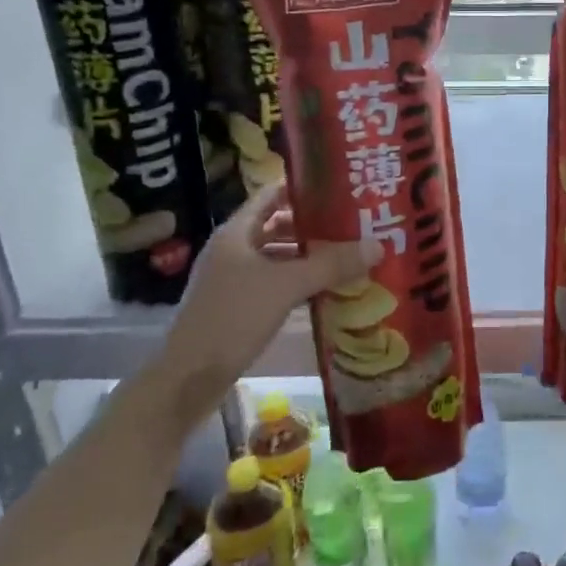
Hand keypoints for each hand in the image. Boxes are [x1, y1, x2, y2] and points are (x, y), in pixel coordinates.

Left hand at [163, 184, 380, 380]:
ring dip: (307, 256)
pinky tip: (325, 289)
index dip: (302, 187)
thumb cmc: (233, 318)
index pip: (271, 194)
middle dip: (312, 225)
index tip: (337, 186)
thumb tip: (377, 245)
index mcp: (236, 233)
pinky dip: (297, 282)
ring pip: (276, 257)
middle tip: (351, 223)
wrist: (187, 379)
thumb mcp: (286, 286)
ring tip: (346, 254)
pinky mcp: (236, 306)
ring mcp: (231, 279)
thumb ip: (331, 265)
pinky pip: (273, 283)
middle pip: (276, 225)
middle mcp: (232, 250)